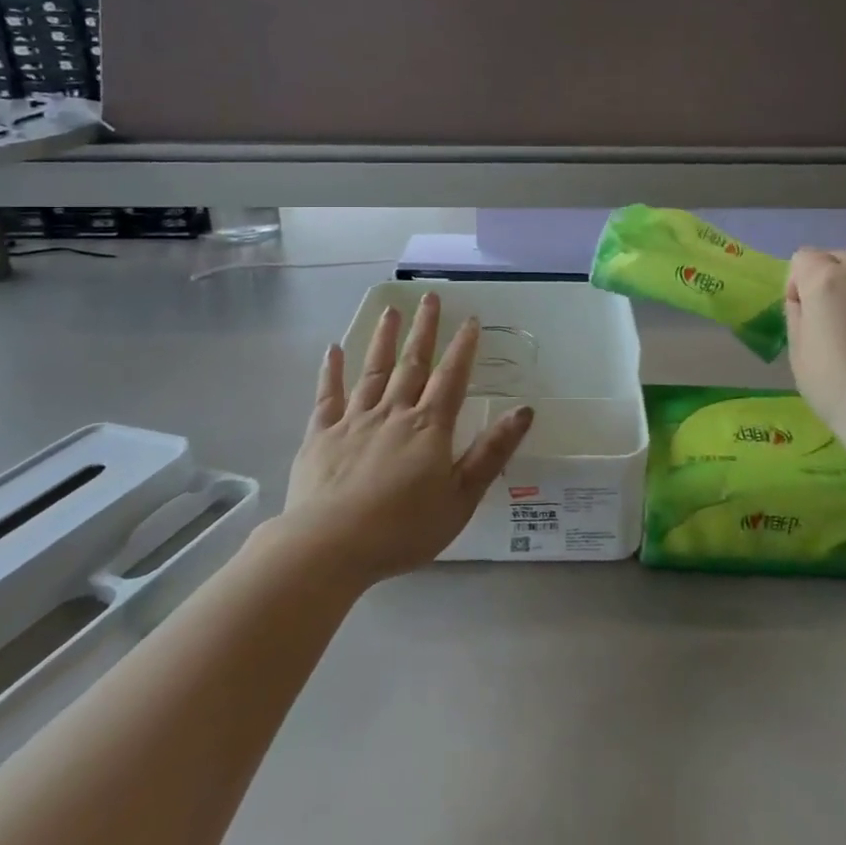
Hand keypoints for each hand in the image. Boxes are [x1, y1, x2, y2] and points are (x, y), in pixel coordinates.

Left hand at [276, 292, 533, 584]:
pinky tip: (333, 349)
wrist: (329, 547)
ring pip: (373, 371)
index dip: (463, 348)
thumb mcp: (461, 497)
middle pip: (412, 364)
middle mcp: (393, 412)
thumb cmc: (403, 529)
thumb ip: (491, 452)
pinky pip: (328, 396)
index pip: (451, 377)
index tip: (470, 319)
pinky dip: (331, 371)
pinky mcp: (321, 435)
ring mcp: (354, 420)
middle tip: (430, 297)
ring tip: (391, 311)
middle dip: (424, 330)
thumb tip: (524, 410)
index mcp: (429, 427)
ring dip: (383, 340)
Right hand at [784, 249, 845, 432]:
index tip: (801, 314)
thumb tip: (806, 302)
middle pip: (839, 257)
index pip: (804, 256)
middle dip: (826, 277)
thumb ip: (797, 314)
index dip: (796, 282)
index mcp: (826, 281)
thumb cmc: (833, 383)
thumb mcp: (797, 350)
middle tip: (825, 317)